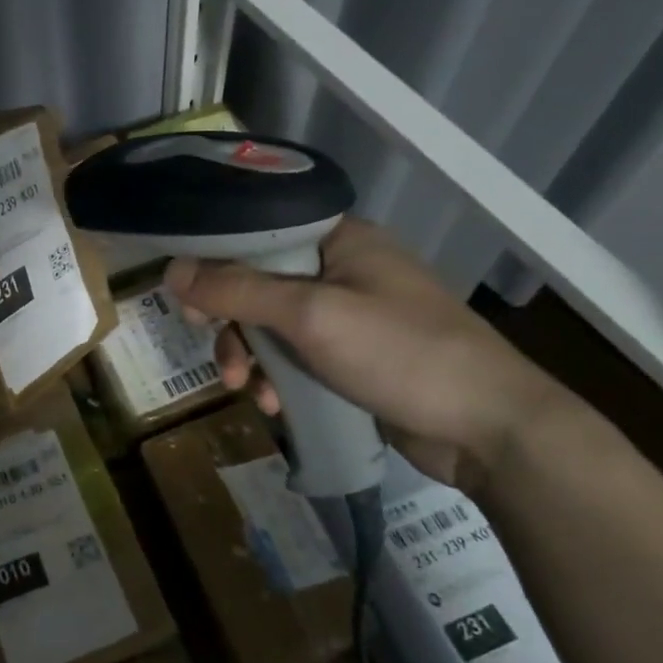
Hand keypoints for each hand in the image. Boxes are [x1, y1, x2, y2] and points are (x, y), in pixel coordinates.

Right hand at [163, 218, 578, 490]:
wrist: (491, 430)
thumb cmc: (401, 353)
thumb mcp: (310, 316)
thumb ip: (237, 290)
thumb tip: (171, 270)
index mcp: (338, 239)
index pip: (256, 233)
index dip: (215, 261)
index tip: (187, 298)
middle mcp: (341, 269)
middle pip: (257, 282)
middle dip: (231, 322)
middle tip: (211, 345)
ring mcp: (349, 315)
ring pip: (271, 324)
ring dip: (250, 356)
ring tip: (245, 390)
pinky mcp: (353, 356)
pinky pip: (295, 356)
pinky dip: (277, 377)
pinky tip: (275, 405)